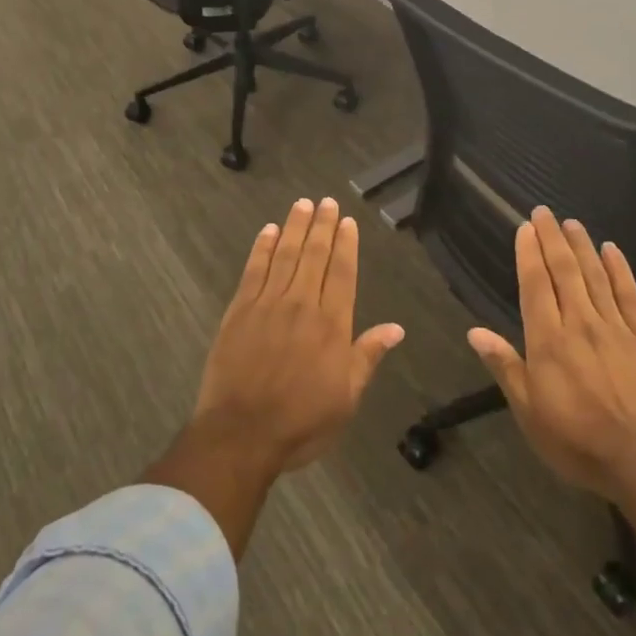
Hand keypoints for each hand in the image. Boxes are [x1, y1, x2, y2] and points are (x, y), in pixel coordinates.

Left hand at [190, 197, 404, 475]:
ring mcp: (267, 304)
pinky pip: (253, 270)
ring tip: (302, 204)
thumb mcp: (346, 398)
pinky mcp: (239, 311)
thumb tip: (396, 328)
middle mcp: (302, 305)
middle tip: (326, 201)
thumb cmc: (301, 422)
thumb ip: (367, 357)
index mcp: (331, 325)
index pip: (342, 273)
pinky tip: (267, 231)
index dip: (346, 245)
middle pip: (314, 256)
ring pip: (284, 255)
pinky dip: (261, 248)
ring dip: (294, 227)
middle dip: (322, 226)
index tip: (348, 221)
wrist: (241, 434)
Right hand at [468, 206, 635, 502]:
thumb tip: (475, 331)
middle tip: (544, 212)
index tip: (525, 227)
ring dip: (581, 246)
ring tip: (572, 223)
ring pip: (595, 276)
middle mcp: (579, 324)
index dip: (529, 254)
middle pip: (564, 271)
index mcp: (548, 341)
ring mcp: (614, 328)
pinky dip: (620, 269)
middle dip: (552, 239)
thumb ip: (505, 366)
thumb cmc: (577, 441)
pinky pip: (629, 295)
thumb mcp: (529, 412)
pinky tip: (612, 250)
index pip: (535, 285)